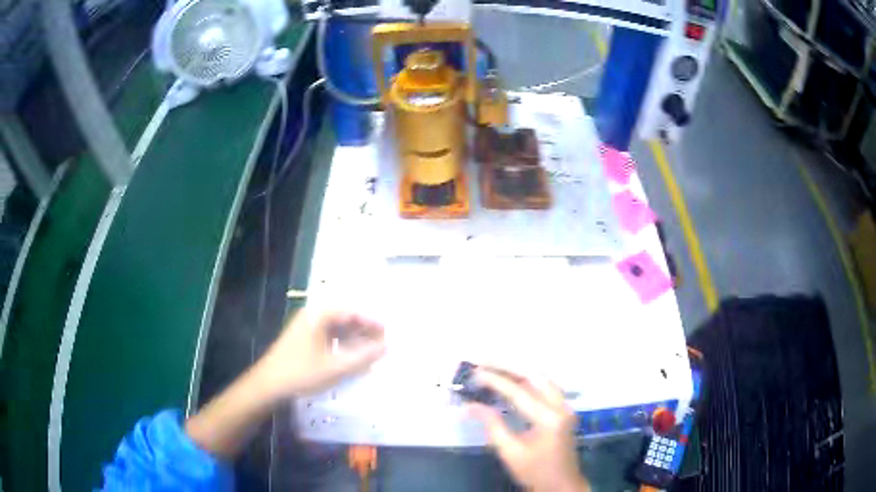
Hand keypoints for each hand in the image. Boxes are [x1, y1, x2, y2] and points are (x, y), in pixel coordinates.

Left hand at [251, 310, 385, 398]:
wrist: (269, 384)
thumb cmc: (302, 373)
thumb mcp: (336, 367)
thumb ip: (364, 356)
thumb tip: (389, 346)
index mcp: (319, 315)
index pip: (352, 310)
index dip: (373, 321)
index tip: (389, 334)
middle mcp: (313, 315)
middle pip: (345, 316)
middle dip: (365, 329)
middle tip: (383, 344)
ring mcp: (307, 327)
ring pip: (338, 327)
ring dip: (356, 338)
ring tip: (371, 352)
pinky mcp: (304, 339)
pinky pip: (330, 336)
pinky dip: (344, 344)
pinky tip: (353, 357)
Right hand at [469, 367, 589, 491]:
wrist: (561, 484)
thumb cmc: (535, 471)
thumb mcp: (510, 452)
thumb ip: (492, 426)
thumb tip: (469, 405)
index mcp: (549, 419)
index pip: (519, 392)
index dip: (495, 380)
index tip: (474, 373)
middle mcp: (561, 406)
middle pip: (534, 375)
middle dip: (507, 365)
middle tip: (482, 360)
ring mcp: (565, 405)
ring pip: (542, 377)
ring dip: (517, 369)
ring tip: (493, 365)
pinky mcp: (563, 408)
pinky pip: (546, 385)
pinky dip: (527, 378)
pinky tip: (512, 377)